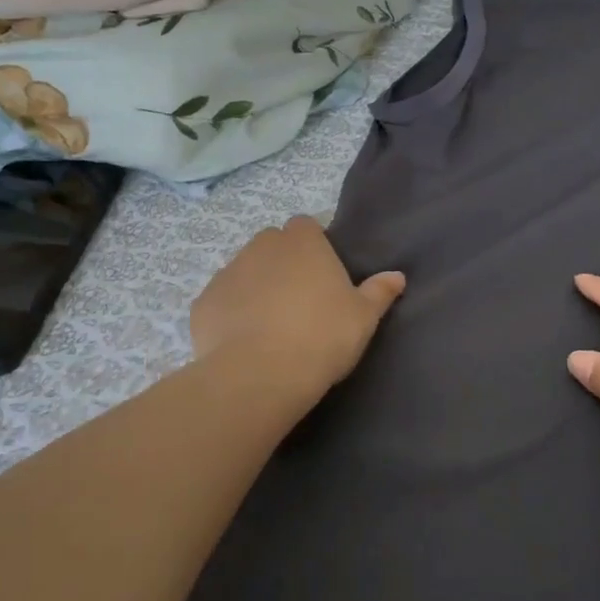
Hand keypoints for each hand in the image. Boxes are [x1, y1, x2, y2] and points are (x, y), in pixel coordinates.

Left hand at [192, 217, 405, 392]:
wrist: (260, 374)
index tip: (323, 276)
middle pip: (272, 245)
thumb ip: (379, 292)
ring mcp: (227, 272)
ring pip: (244, 272)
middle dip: (282, 264)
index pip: (306, 226)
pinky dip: (231, 315)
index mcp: (302, 241)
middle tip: (299, 301)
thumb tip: (396, 276)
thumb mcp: (363, 317)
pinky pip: (221, 302)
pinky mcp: (203, 303)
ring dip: (256, 288)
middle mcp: (261, 246)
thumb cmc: (322, 336)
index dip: (314, 247)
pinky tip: (243, 343)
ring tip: (270, 326)